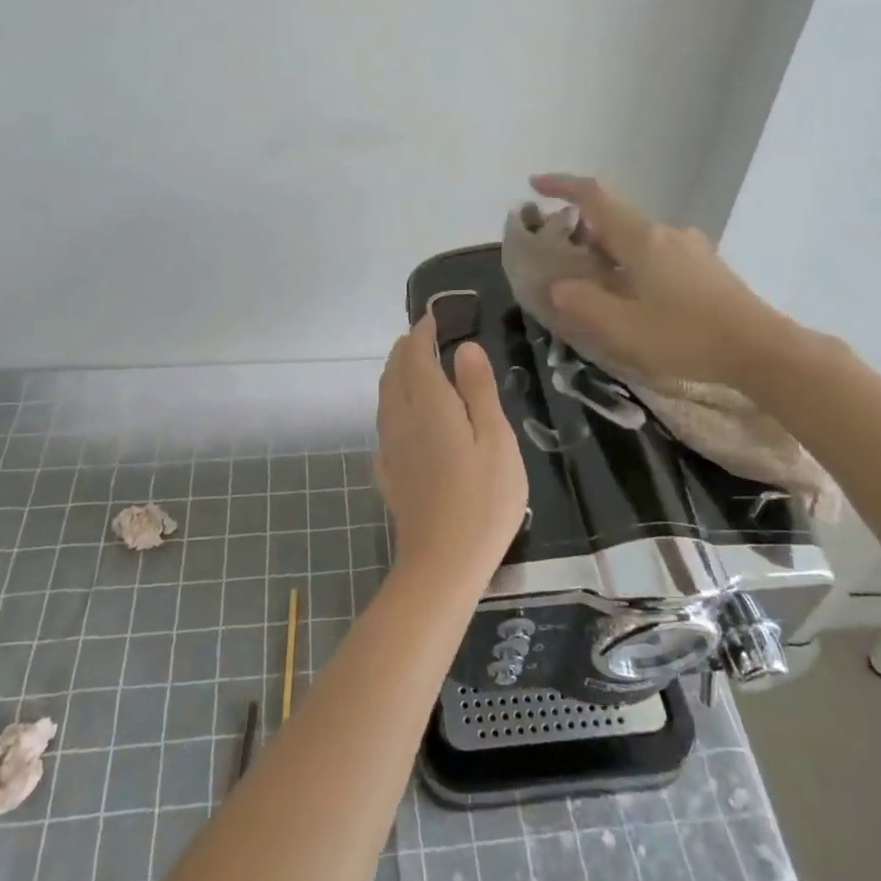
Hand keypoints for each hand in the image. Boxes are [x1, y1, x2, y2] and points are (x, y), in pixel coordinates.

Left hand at [375, 312, 527, 582]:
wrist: (442, 563)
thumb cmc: (483, 499)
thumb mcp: (495, 439)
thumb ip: (478, 390)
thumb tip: (464, 347)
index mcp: (428, 404)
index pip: (416, 355)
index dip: (422, 332)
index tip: (432, 317)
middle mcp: (401, 418)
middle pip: (394, 372)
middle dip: (405, 349)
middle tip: (423, 337)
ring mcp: (390, 447)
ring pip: (385, 397)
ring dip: (396, 373)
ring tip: (413, 367)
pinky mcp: (388, 473)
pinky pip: (385, 424)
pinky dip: (393, 405)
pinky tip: (405, 418)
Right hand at [528, 173, 791, 384]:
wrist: (761, 349)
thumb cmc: (686, 336)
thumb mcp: (621, 327)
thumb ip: (581, 303)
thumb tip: (557, 285)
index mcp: (642, 239)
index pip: (595, 196)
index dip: (562, 186)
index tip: (534, 185)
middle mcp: (666, 233)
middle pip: (615, 218)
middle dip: (581, 229)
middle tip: (559, 256)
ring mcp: (690, 248)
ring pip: (637, 239)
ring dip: (608, 250)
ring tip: (593, 283)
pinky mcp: (705, 268)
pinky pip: (657, 255)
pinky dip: (632, 264)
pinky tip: (633, 297)